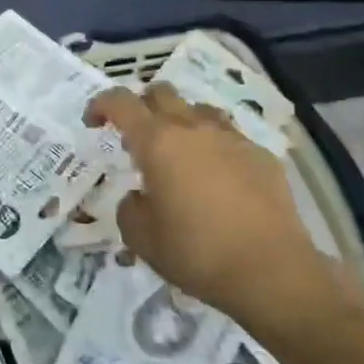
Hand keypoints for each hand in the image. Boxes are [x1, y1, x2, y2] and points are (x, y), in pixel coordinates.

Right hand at [84, 83, 347, 324]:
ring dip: (180, 121)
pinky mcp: (262, 156)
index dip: (101, 105)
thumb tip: (140, 197)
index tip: (93, 123)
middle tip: (134, 135)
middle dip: (141, 105)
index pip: (120, 102)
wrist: (271, 271)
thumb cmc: (195, 252)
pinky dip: (213, 147)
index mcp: (157, 142)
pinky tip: (216, 179)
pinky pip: (229, 137)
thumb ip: (130, 208)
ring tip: (177, 153)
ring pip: (199, 110)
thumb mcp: (141, 237)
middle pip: (161, 93)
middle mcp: (194, 129)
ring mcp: (232, 139)